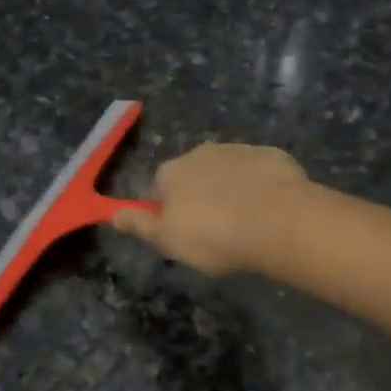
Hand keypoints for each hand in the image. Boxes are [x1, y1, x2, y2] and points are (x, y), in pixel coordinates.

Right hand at [110, 143, 308, 276]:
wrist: (277, 220)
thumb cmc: (213, 236)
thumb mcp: (168, 240)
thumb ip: (140, 225)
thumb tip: (112, 215)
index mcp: (172, 171)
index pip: (159, 188)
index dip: (167, 212)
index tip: (181, 235)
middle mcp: (202, 152)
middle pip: (194, 176)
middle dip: (200, 197)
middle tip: (214, 232)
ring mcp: (240, 150)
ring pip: (228, 172)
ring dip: (231, 190)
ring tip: (245, 224)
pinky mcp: (273, 156)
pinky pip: (260, 173)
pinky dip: (261, 188)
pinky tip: (270, 212)